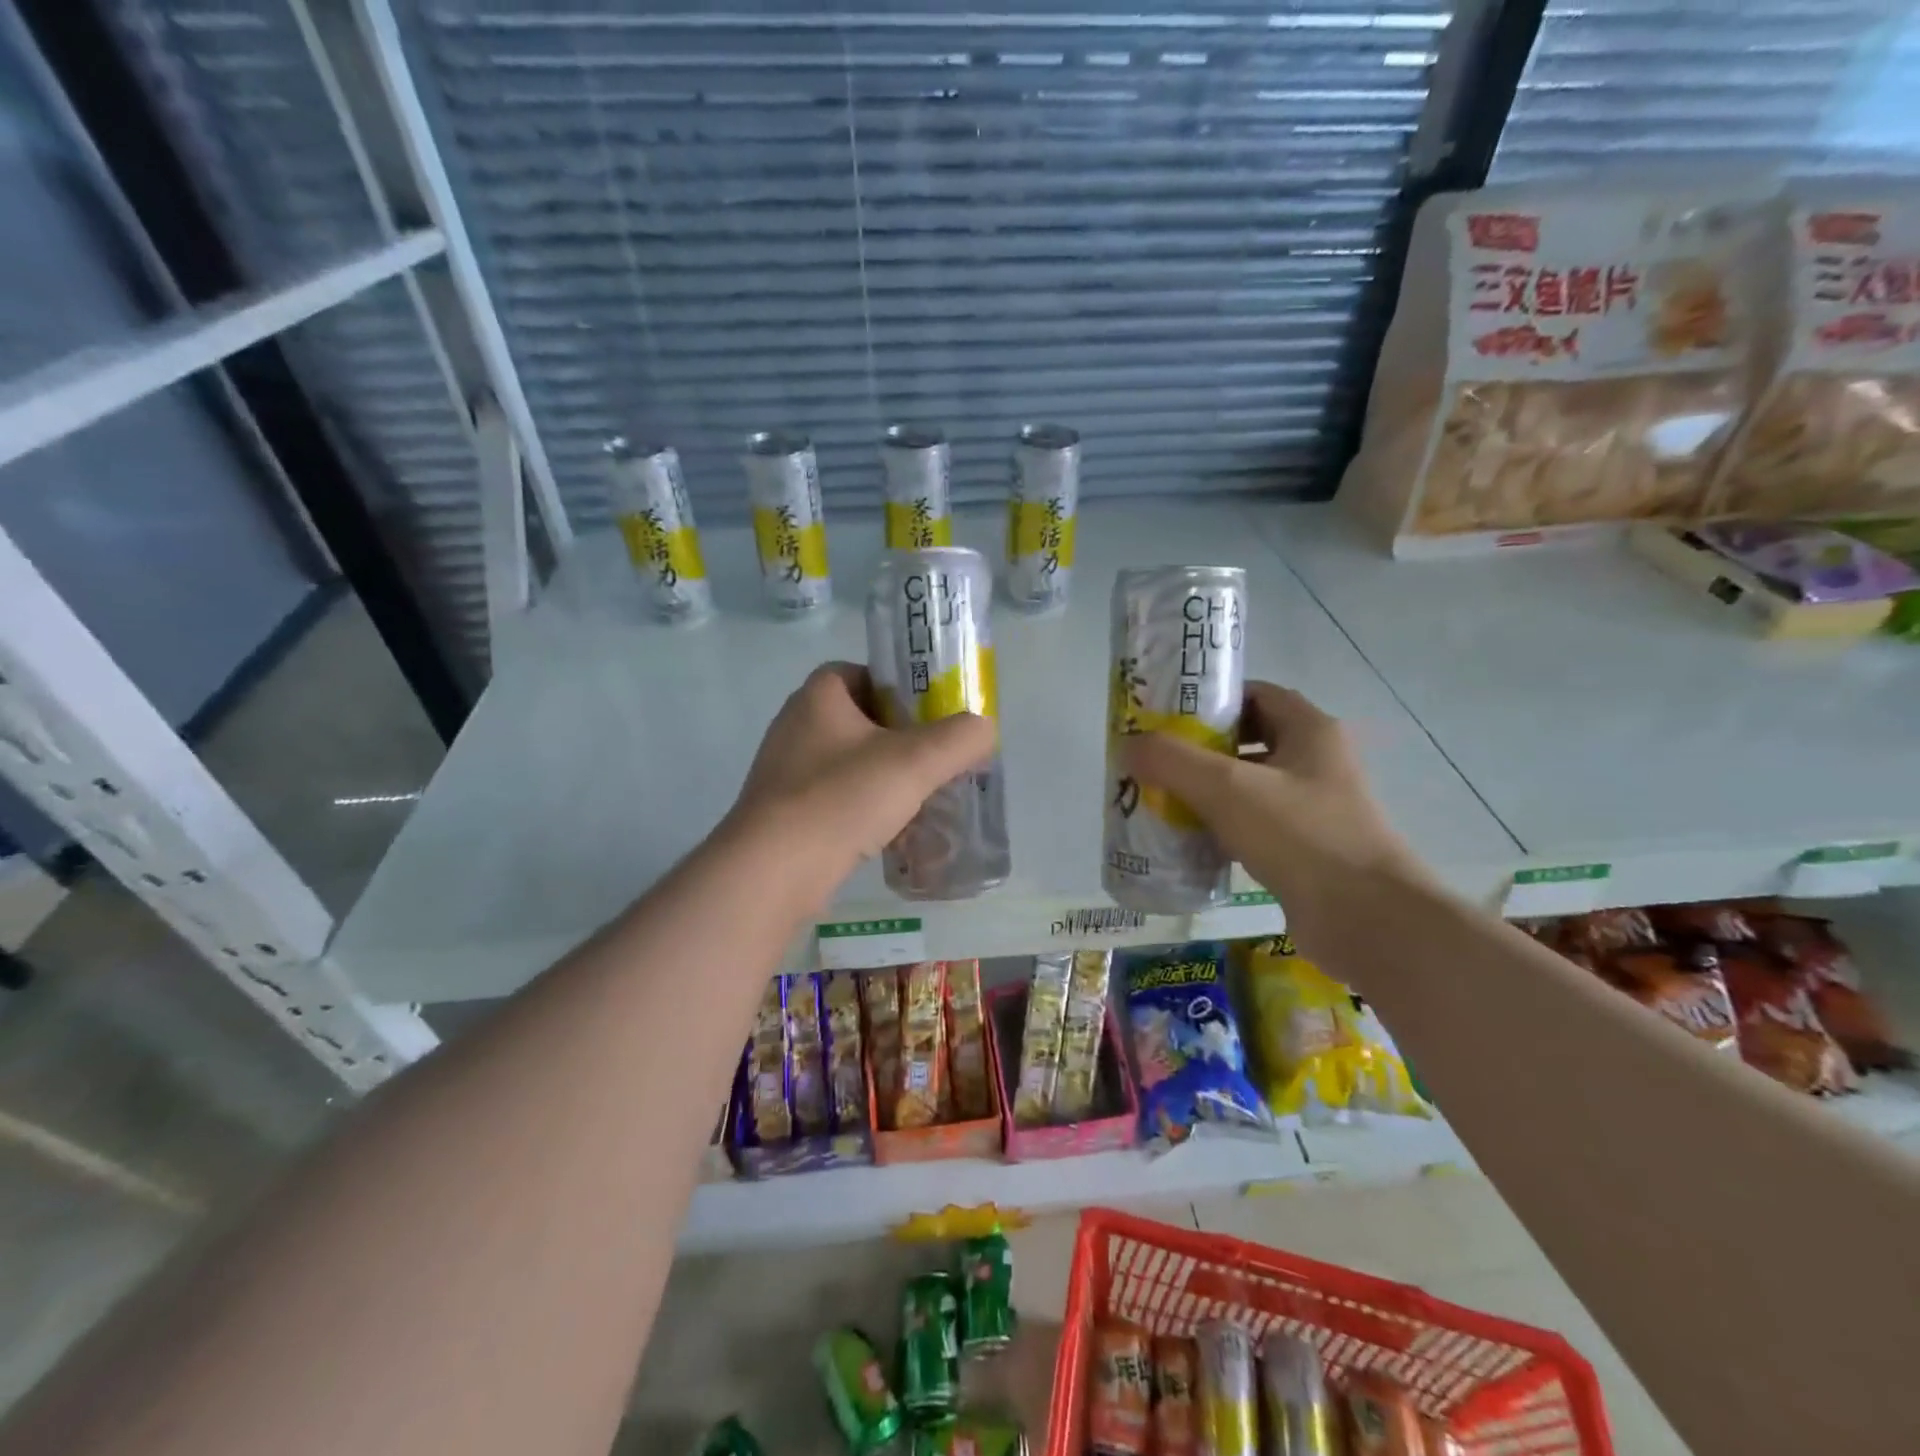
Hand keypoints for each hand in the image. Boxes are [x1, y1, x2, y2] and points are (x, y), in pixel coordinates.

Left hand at [730, 662, 996, 890]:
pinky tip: (892, 834)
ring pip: (850, 764)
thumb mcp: (915, 762)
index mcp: (819, 696)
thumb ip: (960, 739)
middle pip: (861, 720)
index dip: (901, 688)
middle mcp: (796, 726)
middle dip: (901, 739)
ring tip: (921, 799)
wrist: (773, 872)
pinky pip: (836, 800)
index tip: (931, 716)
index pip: (864, 673)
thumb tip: (983, 730)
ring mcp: (786, 772)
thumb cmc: (842, 799)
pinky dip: (864, 810)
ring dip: (885, 778)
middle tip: (936, 760)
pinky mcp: (784, 813)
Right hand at [1121, 682, 1430, 961]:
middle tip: (1155, 760)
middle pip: (1248, 740)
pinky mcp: (1305, 850)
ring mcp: (1313, 809)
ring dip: (1206, 791)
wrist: (1366, 919)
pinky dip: (1220, 828)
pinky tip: (1186, 840)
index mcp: (1310, 731)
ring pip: (1248, 786)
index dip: (1213, 700)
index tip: (1167, 716)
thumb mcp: (1227, 787)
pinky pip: (1253, 826)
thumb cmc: (1301, 836)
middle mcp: (1316, 763)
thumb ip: (1173, 760)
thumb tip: (1129, 745)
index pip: (1256, 695)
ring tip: (1160, 799)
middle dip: (1200, 749)